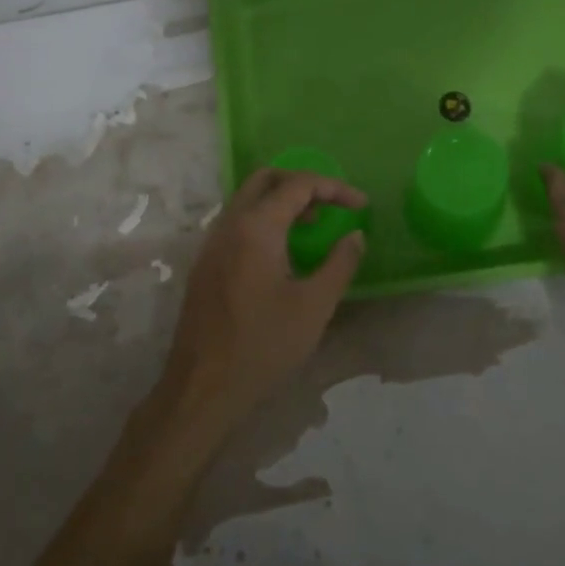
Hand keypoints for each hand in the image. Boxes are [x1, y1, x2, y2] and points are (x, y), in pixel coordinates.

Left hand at [158, 168, 367, 439]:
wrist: (203, 385)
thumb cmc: (263, 345)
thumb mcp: (314, 306)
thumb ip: (340, 264)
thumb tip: (355, 235)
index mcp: (256, 227)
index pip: (298, 185)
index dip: (334, 188)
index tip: (361, 204)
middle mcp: (229, 224)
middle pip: (266, 180)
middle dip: (303, 184)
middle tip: (331, 206)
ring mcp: (211, 242)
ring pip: (248, 199)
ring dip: (282, 201)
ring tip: (313, 227)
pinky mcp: (205, 263)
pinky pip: (237, 222)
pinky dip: (264, 220)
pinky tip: (282, 252)